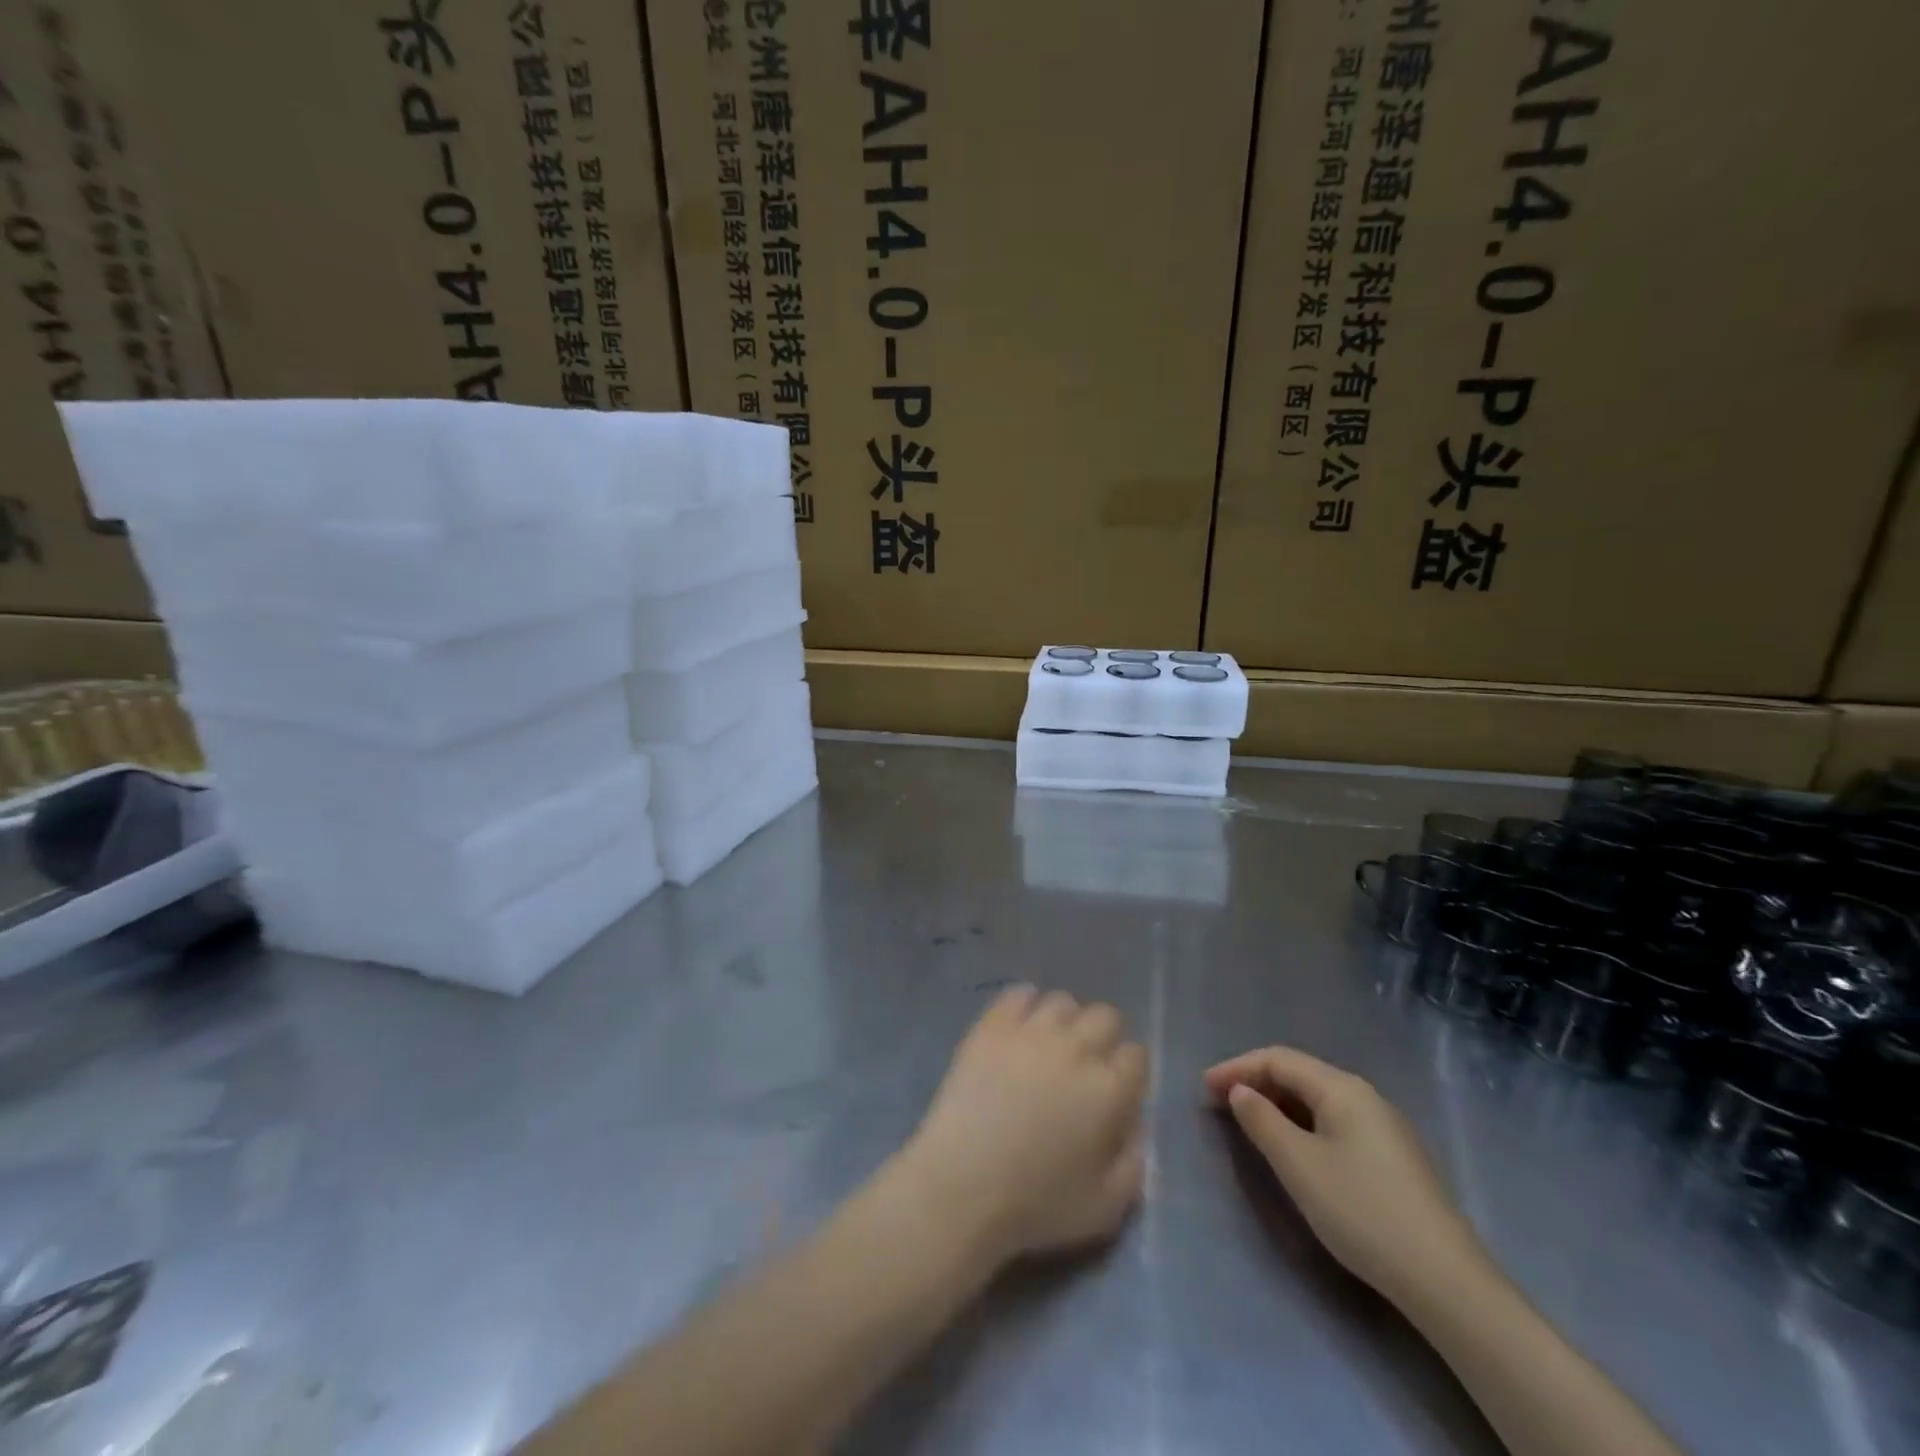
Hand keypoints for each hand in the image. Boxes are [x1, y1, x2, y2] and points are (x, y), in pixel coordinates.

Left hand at [898, 987, 1147, 1266]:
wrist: (962, 1185)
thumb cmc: (1036, 1205)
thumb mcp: (1105, 1208)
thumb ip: (1133, 1164)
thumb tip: (1137, 1128)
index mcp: (1108, 1090)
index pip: (1136, 1055)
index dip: (1128, 1071)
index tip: (1116, 1089)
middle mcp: (1076, 1049)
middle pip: (1105, 1016)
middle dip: (1103, 1037)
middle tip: (1085, 1065)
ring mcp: (1031, 1031)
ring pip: (1062, 1001)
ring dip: (1064, 1021)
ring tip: (1049, 1046)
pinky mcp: (992, 1025)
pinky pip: (1018, 994)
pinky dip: (1024, 1005)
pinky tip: (1019, 1029)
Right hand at [1204, 1047, 1486, 1304]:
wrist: (1445, 1281)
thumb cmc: (1362, 1211)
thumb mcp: (1298, 1165)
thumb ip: (1262, 1121)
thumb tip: (1241, 1092)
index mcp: (1342, 1088)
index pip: (1278, 1059)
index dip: (1237, 1068)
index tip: (1203, 1087)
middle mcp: (1365, 1096)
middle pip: (1299, 1074)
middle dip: (1256, 1082)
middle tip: (1219, 1103)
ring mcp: (1384, 1127)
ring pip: (1317, 1100)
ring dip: (1278, 1104)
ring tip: (1248, 1123)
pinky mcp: (1392, 1158)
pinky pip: (1333, 1122)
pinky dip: (1302, 1123)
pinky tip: (1293, 1147)